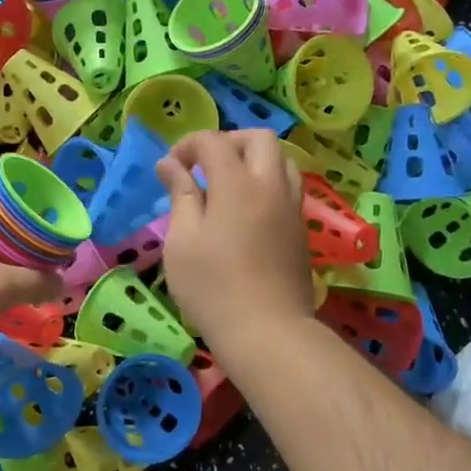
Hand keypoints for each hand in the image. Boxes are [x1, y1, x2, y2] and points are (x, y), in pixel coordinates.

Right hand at [156, 129, 315, 350]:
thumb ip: (180, 194)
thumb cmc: (212, 287)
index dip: (188, 145)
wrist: (267, 332)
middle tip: (204, 167)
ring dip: (253, 160)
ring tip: (227, 185)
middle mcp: (271, 185)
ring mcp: (291, 207)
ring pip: (281, 160)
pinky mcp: (300, 229)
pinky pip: (287, 187)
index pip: (213, 141)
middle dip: (228, 141)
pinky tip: (245, 211)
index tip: (171, 169)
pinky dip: (266, 183)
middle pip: (259, 139)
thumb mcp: (182, 240)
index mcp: (237, 183)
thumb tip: (170, 163)